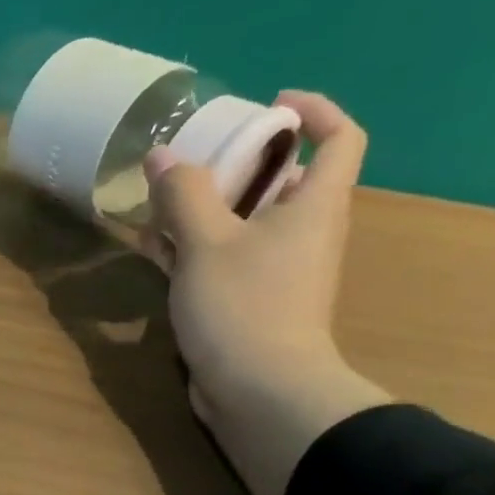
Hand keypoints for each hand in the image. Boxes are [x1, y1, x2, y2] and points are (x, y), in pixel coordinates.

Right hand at [142, 90, 391, 494]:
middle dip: (237, 165)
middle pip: (282, 181)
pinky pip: (225, 258)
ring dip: (205, 209)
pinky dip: (195, 247)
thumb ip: (183, 195)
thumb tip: (163, 155)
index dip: (314, 112)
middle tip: (191, 160)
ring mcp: (278, 270)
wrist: (260, 389)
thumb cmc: (244, 305)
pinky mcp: (251, 301)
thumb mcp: (206, 243)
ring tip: (157, 205)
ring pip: (246, 222)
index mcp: (314, 206)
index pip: (340, 138)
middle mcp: (305, 232)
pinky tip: (154, 250)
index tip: (270, 105)